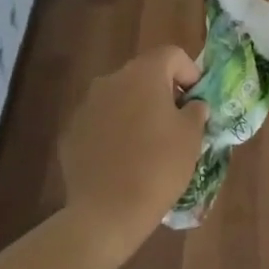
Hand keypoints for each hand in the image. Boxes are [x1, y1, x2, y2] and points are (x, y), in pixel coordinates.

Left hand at [59, 46, 207, 251]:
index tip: (197, 101)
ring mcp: (87, 106)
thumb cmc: (158, 166)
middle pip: (144, 74)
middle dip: (162, 92)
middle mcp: (111, 80)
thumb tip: (192, 105)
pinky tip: (122, 160)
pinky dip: (114, 132)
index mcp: (144, 73)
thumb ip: (196, 110)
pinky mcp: (71, 132)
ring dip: (136, 111)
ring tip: (148, 143)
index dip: (190, 73)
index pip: (172, 55)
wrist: (106, 213)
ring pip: (120, 97)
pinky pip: (100, 122)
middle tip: (176, 122)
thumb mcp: (192, 136)